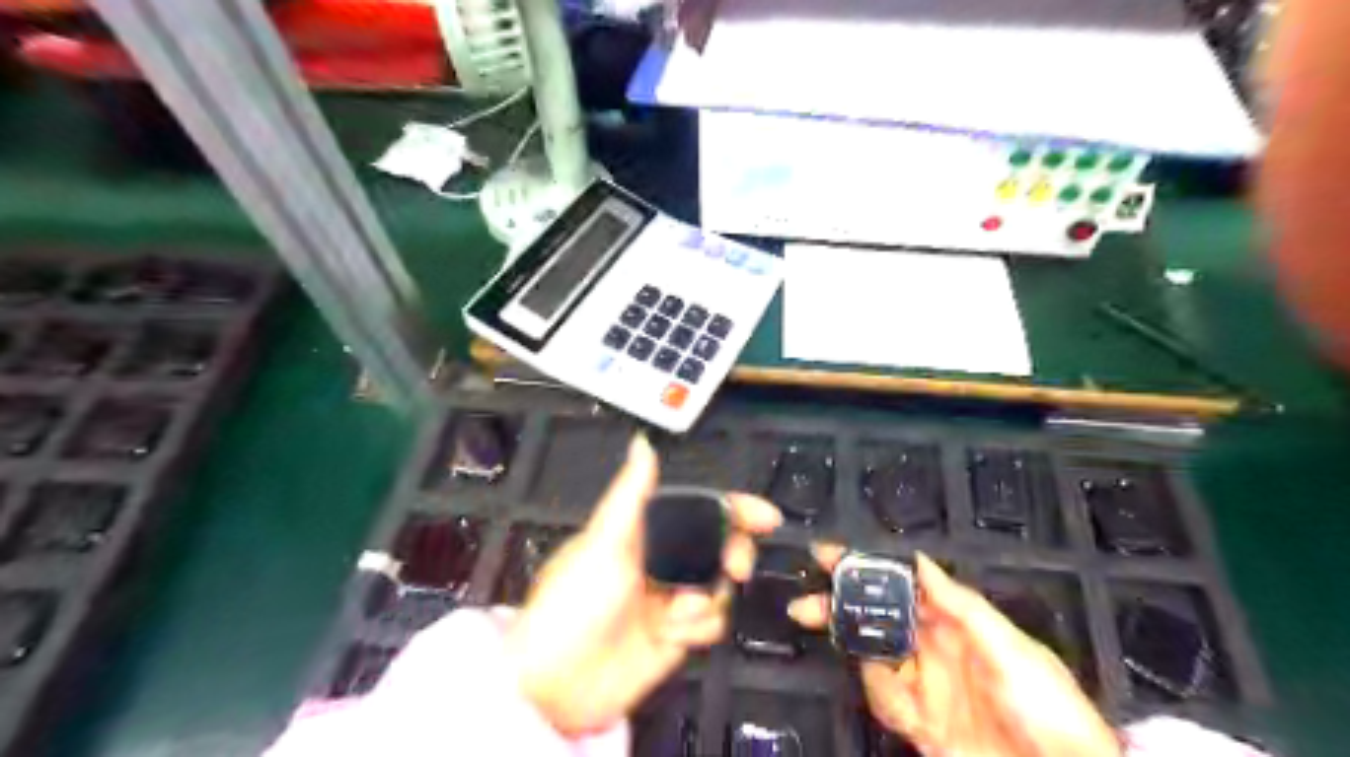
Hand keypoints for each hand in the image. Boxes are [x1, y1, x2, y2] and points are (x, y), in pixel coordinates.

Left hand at [505, 436, 780, 736]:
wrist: (558, 685)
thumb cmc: (576, 602)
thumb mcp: (602, 542)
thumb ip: (631, 493)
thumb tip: (642, 442)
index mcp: (643, 531)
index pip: (697, 509)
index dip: (734, 508)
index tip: (766, 517)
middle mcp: (662, 560)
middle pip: (719, 546)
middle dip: (733, 555)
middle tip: (735, 569)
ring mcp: (671, 598)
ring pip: (720, 586)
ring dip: (706, 600)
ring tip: (675, 616)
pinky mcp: (677, 634)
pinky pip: (712, 622)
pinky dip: (698, 628)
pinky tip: (669, 636)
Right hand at [794, 543, 1119, 756]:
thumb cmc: (1046, 707)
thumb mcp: (1012, 649)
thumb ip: (962, 605)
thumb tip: (918, 560)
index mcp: (956, 621)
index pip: (902, 585)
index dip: (866, 569)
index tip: (828, 556)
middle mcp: (933, 646)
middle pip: (876, 616)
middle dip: (839, 608)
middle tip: (803, 606)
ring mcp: (925, 684)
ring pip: (873, 658)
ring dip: (870, 671)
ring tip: (904, 694)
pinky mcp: (920, 722)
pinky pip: (886, 702)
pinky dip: (887, 703)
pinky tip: (914, 717)